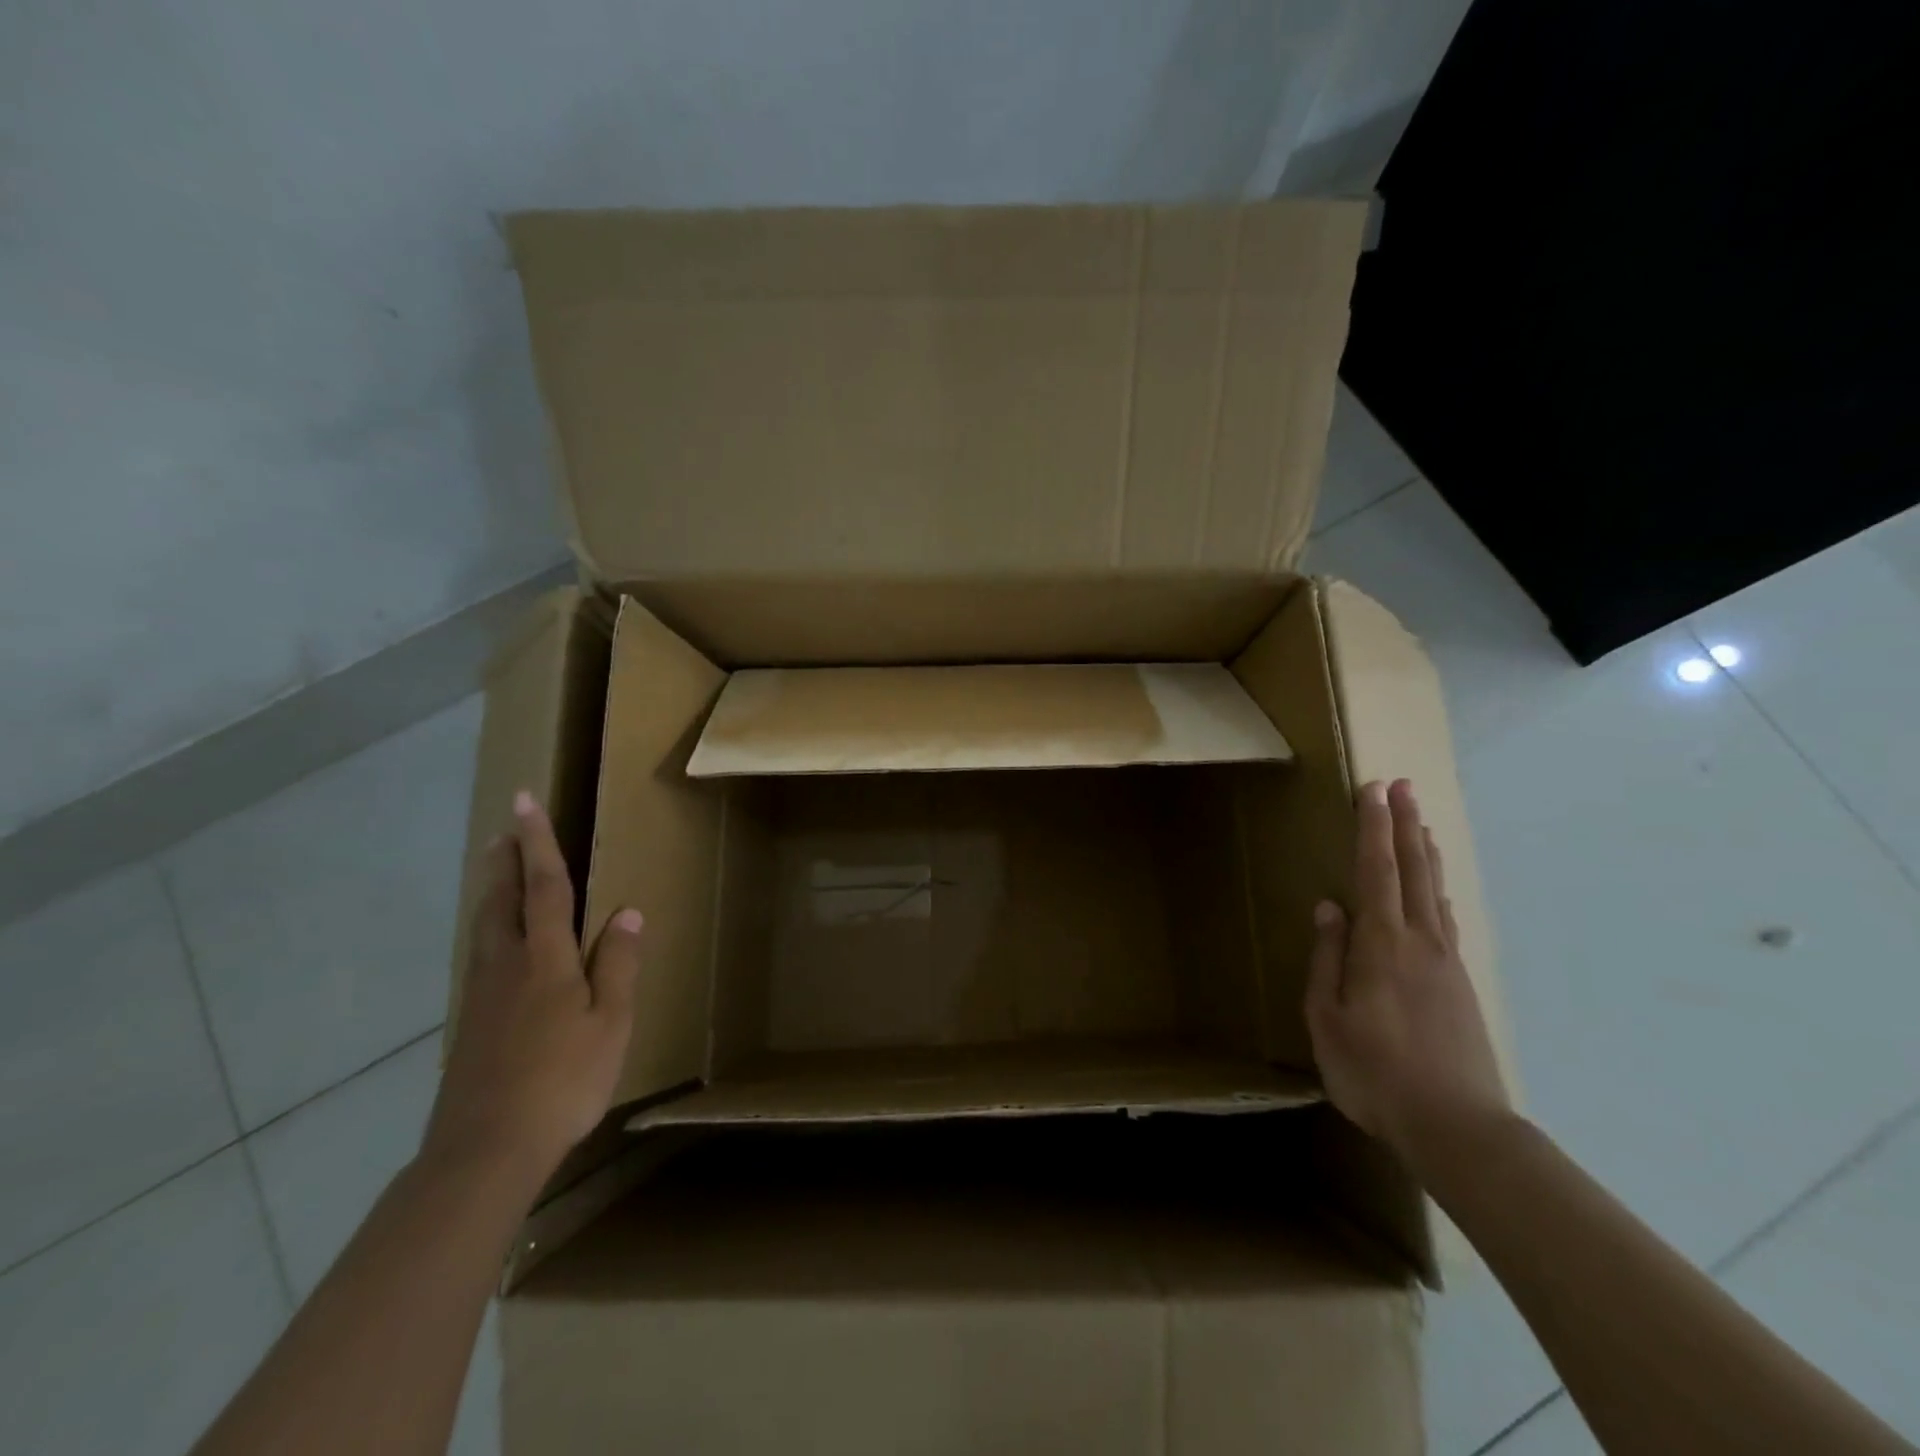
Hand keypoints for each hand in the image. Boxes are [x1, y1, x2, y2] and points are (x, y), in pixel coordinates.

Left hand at [422, 791, 642, 1190]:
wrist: (485, 1150)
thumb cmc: (562, 1080)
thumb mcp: (610, 1023)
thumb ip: (619, 965)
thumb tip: (628, 913)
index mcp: (546, 960)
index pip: (545, 887)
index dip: (538, 843)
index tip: (525, 801)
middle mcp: (507, 966)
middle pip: (503, 900)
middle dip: (506, 861)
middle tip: (506, 828)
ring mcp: (481, 995)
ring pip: (485, 927)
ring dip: (493, 891)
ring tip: (498, 870)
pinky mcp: (470, 1024)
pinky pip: (480, 956)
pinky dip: (489, 928)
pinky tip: (496, 944)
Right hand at [1305, 778, 1509, 1164]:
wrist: (1458, 1127)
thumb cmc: (1375, 1072)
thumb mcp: (1327, 1018)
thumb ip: (1327, 958)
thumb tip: (1328, 907)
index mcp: (1381, 945)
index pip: (1376, 870)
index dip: (1373, 827)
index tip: (1373, 789)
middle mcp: (1419, 941)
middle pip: (1412, 870)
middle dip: (1404, 825)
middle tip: (1401, 786)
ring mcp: (1446, 961)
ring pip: (1433, 891)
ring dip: (1424, 852)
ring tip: (1420, 823)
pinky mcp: (1461, 984)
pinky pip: (1445, 919)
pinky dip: (1437, 889)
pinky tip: (1434, 890)